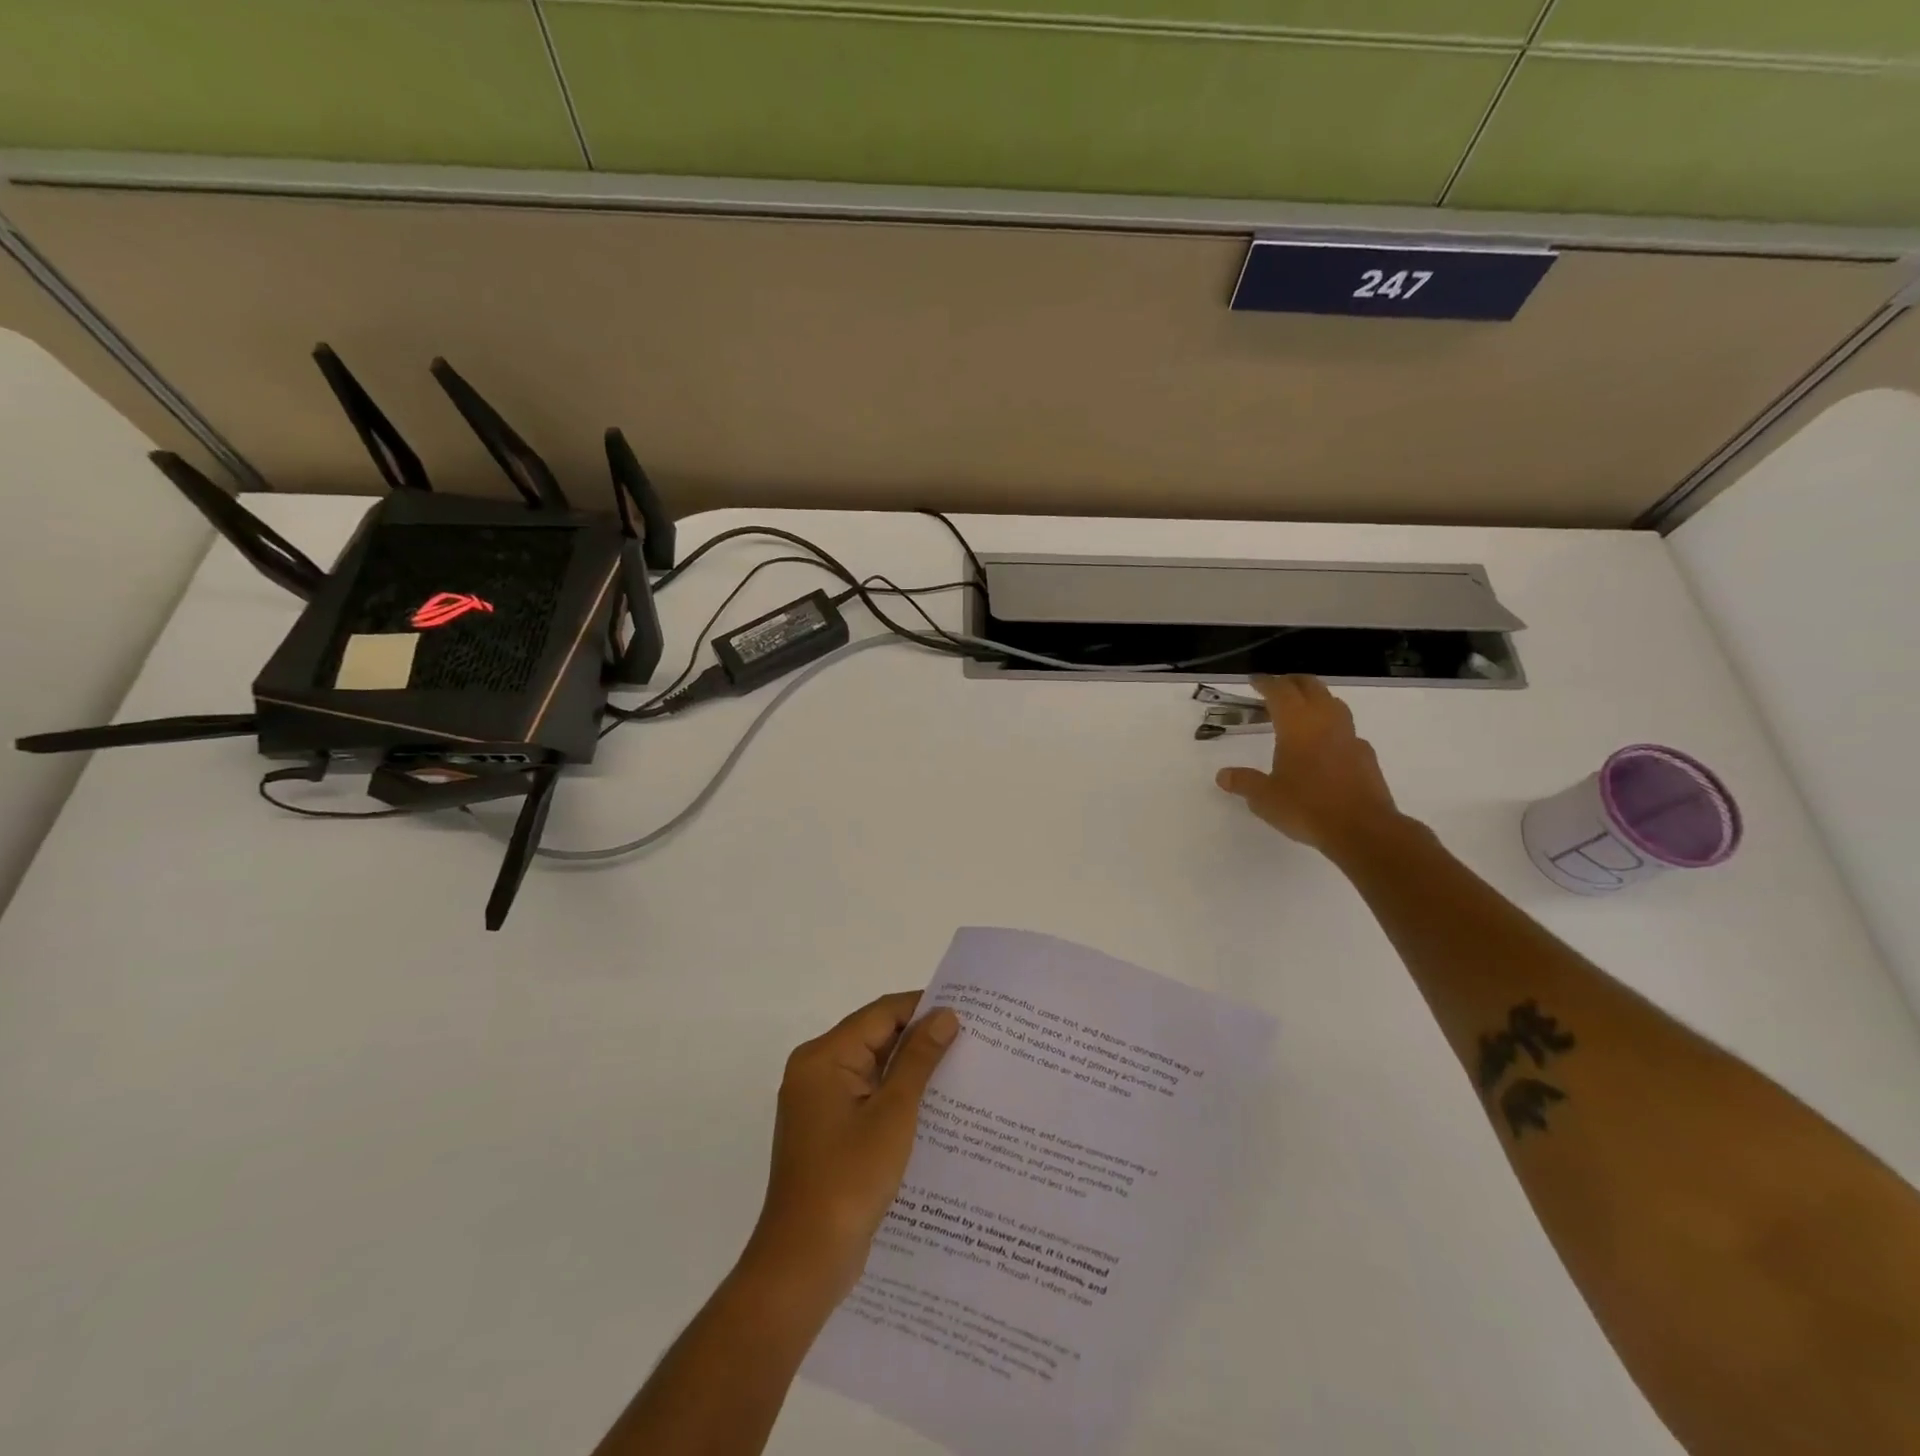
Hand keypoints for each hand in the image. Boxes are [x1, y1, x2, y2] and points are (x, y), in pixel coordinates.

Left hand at [747, 992, 959, 1299]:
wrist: (803, 1263)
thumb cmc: (848, 1180)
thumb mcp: (893, 1114)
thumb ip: (919, 1059)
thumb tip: (945, 1015)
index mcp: (824, 1057)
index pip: (881, 1014)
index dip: (923, 1008)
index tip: (968, 1013)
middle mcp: (816, 1070)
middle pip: (875, 1037)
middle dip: (920, 1039)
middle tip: (972, 1041)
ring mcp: (819, 1103)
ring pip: (873, 1069)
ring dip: (911, 1070)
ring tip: (962, 1070)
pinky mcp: (828, 1131)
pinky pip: (867, 1097)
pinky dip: (896, 1097)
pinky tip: (934, 1109)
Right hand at [1215, 674, 1405, 856]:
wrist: (1363, 829)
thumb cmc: (1307, 807)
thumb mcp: (1265, 798)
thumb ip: (1244, 782)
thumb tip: (1223, 775)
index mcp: (1297, 726)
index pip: (1280, 691)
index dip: (1265, 682)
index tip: (1254, 681)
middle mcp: (1325, 722)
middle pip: (1311, 687)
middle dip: (1292, 682)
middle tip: (1276, 687)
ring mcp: (1349, 737)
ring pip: (1333, 703)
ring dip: (1316, 699)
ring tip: (1301, 710)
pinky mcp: (1365, 755)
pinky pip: (1346, 730)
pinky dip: (1332, 727)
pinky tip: (1325, 745)